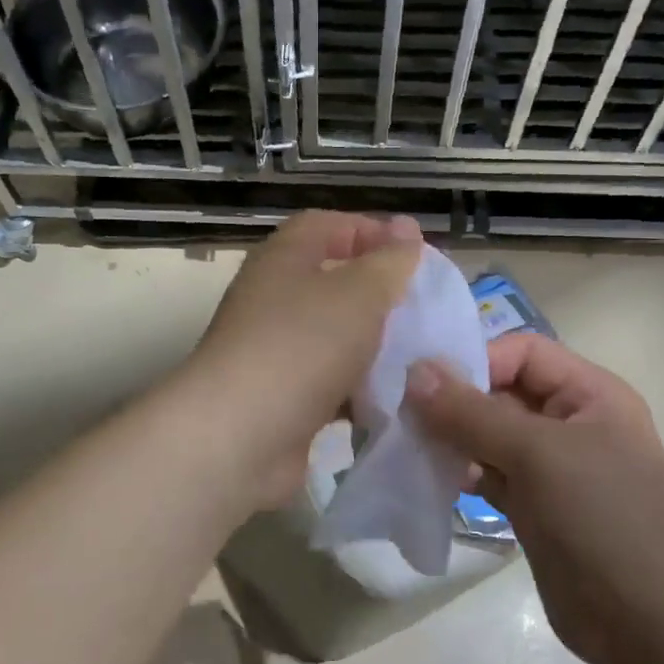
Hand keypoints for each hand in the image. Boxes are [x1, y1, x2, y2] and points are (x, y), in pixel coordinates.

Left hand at [181, 210, 421, 510]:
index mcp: (283, 259)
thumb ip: (389, 261)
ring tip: (418, 356)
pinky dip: (357, 389)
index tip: (415, 254)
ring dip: (372, 345)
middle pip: (331, 282)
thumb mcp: (359, 292)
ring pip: (332, 337)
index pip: (326, 226)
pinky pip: (328, 383)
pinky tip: (391, 399)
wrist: (241, 437)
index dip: (370, 231)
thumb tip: (406, 228)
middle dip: (378, 293)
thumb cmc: (302, 346)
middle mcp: (272, 299)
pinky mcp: (280, 398)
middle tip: (422, 308)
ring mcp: (273, 351)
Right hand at [405, 333, 663, 663]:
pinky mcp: (534, 509)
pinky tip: (428, 479)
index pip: (522, 353)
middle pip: (501, 393)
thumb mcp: (538, 454)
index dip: (476, 360)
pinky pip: (489, 476)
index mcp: (590, 394)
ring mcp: (552, 469)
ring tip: (408, 448)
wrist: (650, 626)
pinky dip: (460, 473)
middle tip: (401, 417)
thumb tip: (414, 372)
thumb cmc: (603, 519)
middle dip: (453, 402)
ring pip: (490, 437)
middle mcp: (571, 423)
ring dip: (451, 439)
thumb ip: (472, 412)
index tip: (423, 385)